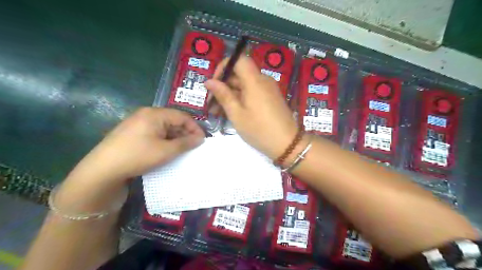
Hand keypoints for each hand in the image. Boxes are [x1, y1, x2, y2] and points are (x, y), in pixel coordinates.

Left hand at [55, 107, 203, 210]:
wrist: (103, 169)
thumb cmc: (138, 156)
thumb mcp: (166, 151)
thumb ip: (186, 143)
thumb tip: (200, 138)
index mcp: (155, 114)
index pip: (182, 116)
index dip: (195, 127)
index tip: (202, 140)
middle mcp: (147, 113)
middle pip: (173, 119)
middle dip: (185, 132)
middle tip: (193, 145)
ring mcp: (138, 121)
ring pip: (164, 126)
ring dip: (175, 136)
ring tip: (182, 149)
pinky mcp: (133, 130)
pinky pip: (155, 131)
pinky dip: (165, 138)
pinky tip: (167, 148)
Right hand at [205, 55, 300, 159]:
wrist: (288, 144)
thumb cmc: (259, 130)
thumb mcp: (237, 114)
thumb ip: (223, 95)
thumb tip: (209, 81)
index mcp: (255, 81)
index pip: (239, 59)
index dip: (224, 66)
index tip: (215, 83)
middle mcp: (263, 80)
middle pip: (240, 74)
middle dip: (223, 86)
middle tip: (211, 103)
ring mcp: (268, 89)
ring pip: (245, 85)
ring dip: (230, 94)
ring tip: (218, 112)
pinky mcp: (271, 98)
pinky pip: (253, 92)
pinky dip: (241, 99)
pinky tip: (232, 112)